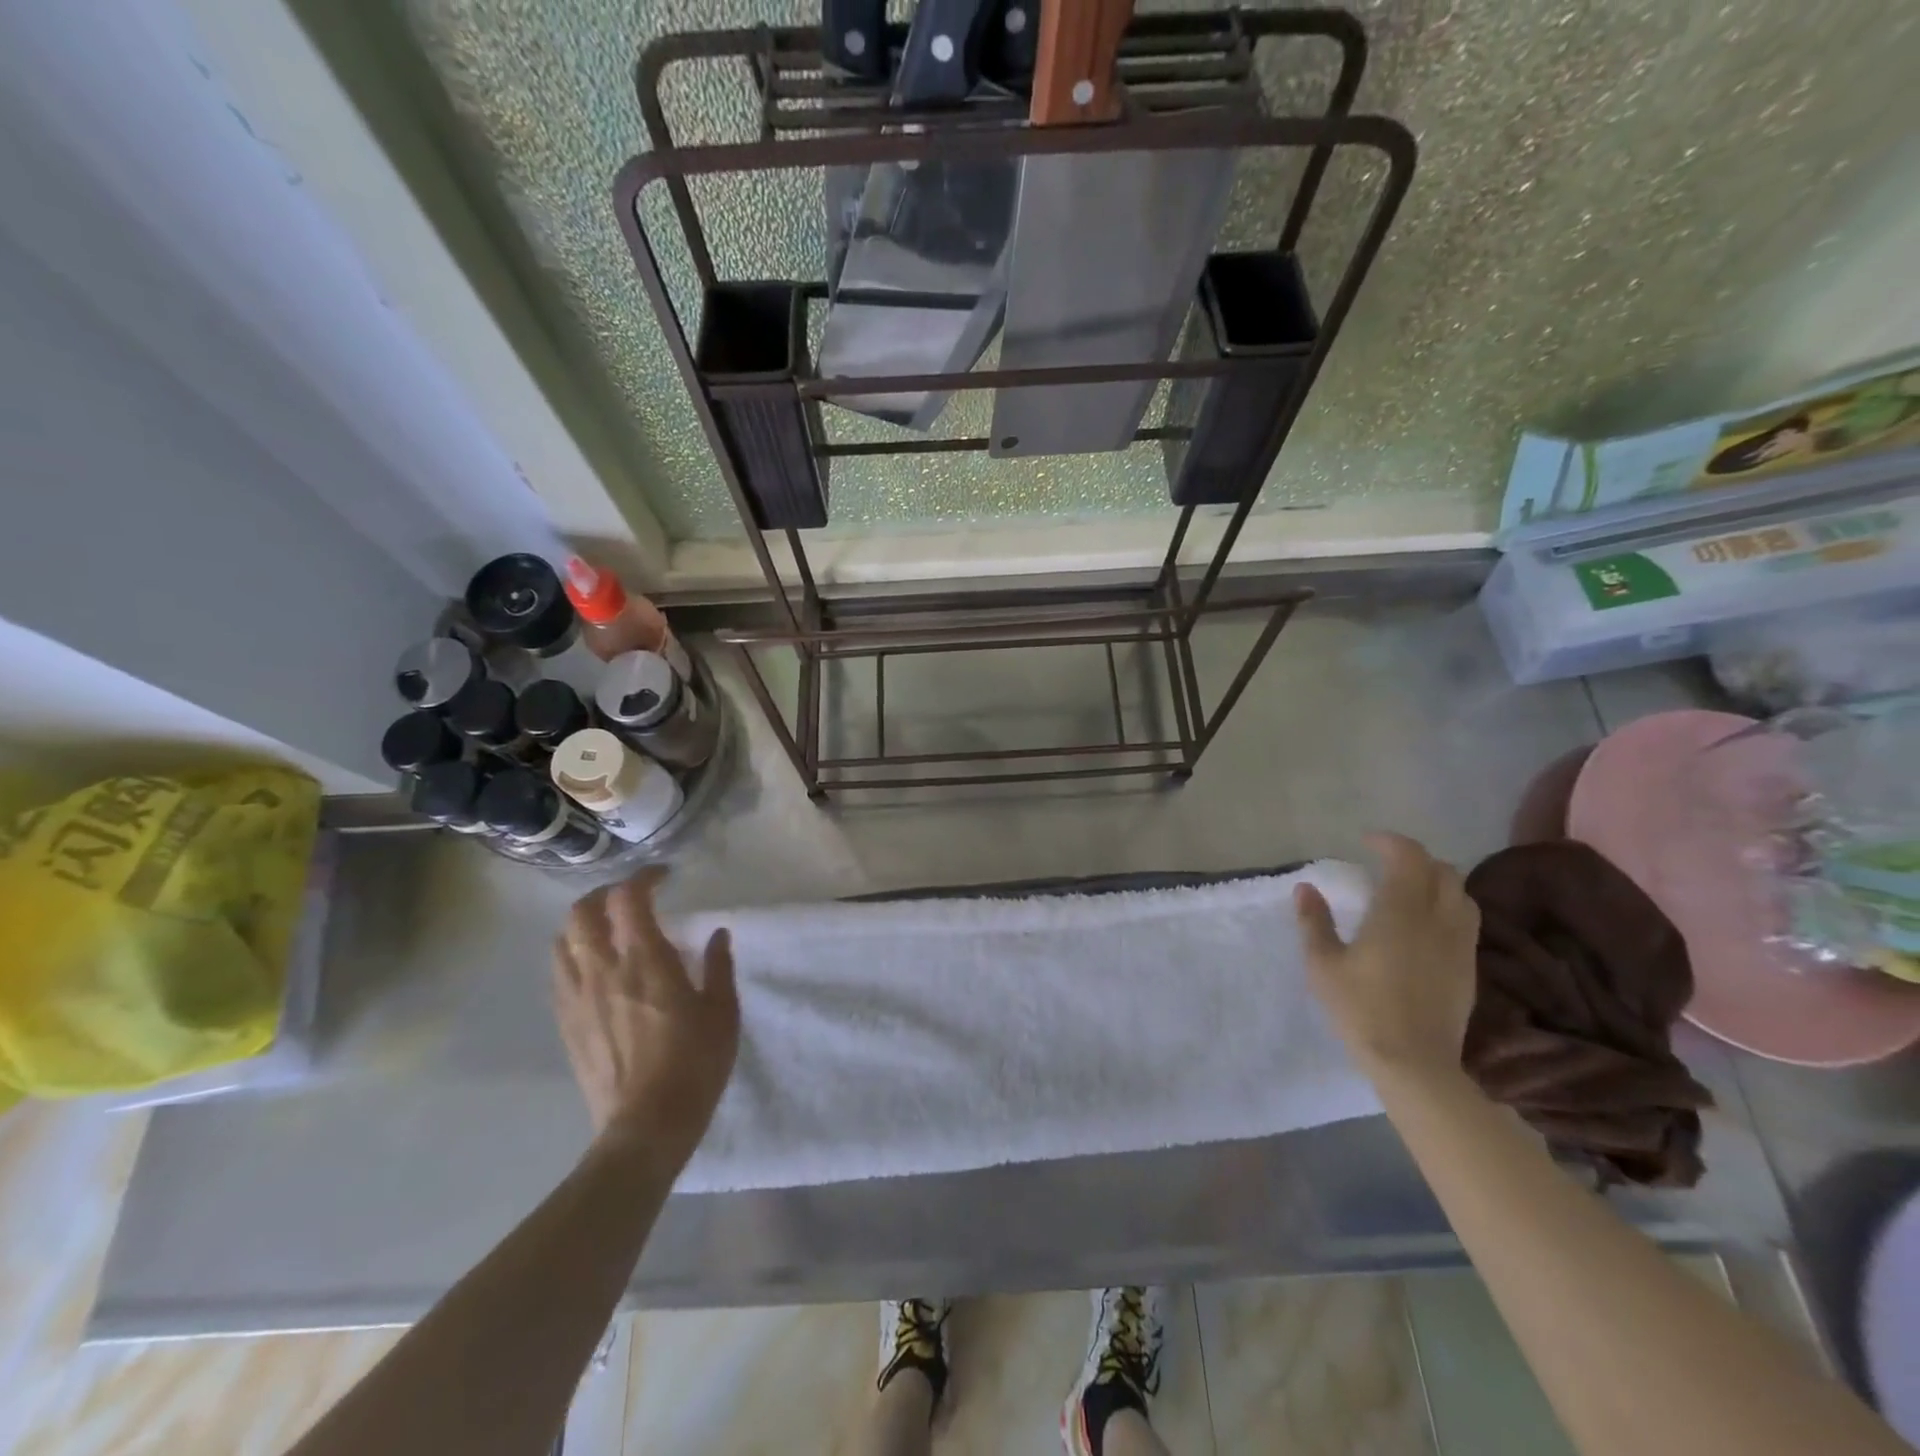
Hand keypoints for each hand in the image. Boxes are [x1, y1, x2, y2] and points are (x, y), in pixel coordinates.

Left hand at [552, 867, 738, 1168]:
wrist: (646, 1126)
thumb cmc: (695, 1064)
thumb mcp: (723, 1012)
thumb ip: (718, 966)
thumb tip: (718, 933)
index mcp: (646, 960)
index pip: (628, 897)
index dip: (643, 877)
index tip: (663, 877)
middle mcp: (604, 969)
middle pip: (583, 911)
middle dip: (605, 893)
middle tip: (631, 898)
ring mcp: (578, 996)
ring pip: (563, 939)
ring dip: (584, 922)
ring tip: (608, 928)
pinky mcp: (566, 1022)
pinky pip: (559, 972)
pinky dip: (574, 954)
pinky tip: (595, 967)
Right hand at [1294, 833, 1478, 1082]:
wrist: (1415, 1063)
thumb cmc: (1361, 1009)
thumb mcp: (1323, 965)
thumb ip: (1314, 922)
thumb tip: (1306, 888)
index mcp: (1400, 912)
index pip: (1408, 857)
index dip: (1389, 842)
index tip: (1366, 842)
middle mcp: (1436, 919)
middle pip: (1442, 870)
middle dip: (1414, 859)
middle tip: (1385, 865)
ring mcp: (1459, 944)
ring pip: (1461, 894)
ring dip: (1436, 882)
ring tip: (1409, 890)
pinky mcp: (1468, 967)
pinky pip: (1466, 920)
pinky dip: (1448, 907)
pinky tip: (1425, 925)